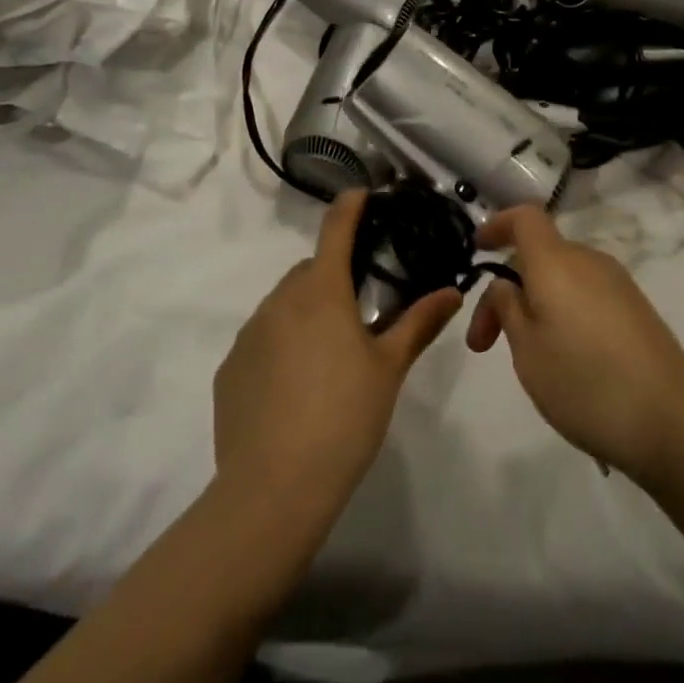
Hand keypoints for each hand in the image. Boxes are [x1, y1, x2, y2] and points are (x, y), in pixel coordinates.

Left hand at [213, 189, 461, 524]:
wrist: (274, 487)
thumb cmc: (344, 418)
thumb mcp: (389, 369)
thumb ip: (419, 324)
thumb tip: (452, 291)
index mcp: (322, 291)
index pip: (336, 228)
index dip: (350, 206)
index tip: (361, 195)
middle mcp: (280, 300)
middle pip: (310, 271)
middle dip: (332, 277)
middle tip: (357, 312)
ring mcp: (249, 333)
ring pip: (283, 304)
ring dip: (305, 313)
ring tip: (327, 358)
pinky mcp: (230, 368)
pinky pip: (261, 339)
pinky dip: (279, 346)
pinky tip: (294, 388)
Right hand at [466, 205, 683, 481]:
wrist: (674, 423)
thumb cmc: (586, 382)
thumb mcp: (526, 349)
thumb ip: (507, 307)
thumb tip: (506, 284)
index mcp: (556, 260)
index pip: (525, 217)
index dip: (497, 225)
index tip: (477, 250)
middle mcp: (588, 261)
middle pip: (539, 254)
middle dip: (507, 289)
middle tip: (485, 343)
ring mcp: (618, 285)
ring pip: (562, 279)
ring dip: (534, 305)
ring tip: (525, 358)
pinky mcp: (637, 312)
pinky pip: (586, 297)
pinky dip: (563, 315)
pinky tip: (565, 361)